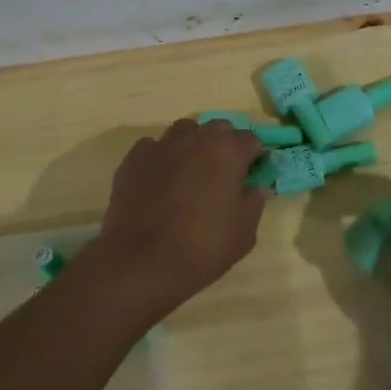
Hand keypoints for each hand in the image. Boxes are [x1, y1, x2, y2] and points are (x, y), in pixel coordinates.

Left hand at [87, 119, 266, 316]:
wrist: (145, 260)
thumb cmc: (205, 246)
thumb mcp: (245, 231)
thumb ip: (254, 202)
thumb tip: (256, 187)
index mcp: (229, 150)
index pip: (251, 140)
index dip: (254, 157)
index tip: (251, 176)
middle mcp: (196, 138)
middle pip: (217, 129)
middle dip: (224, 145)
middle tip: (222, 174)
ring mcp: (162, 145)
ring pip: (184, 132)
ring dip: (192, 145)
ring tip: (190, 174)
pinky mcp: (134, 159)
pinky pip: (154, 148)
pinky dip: (161, 158)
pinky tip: (159, 181)